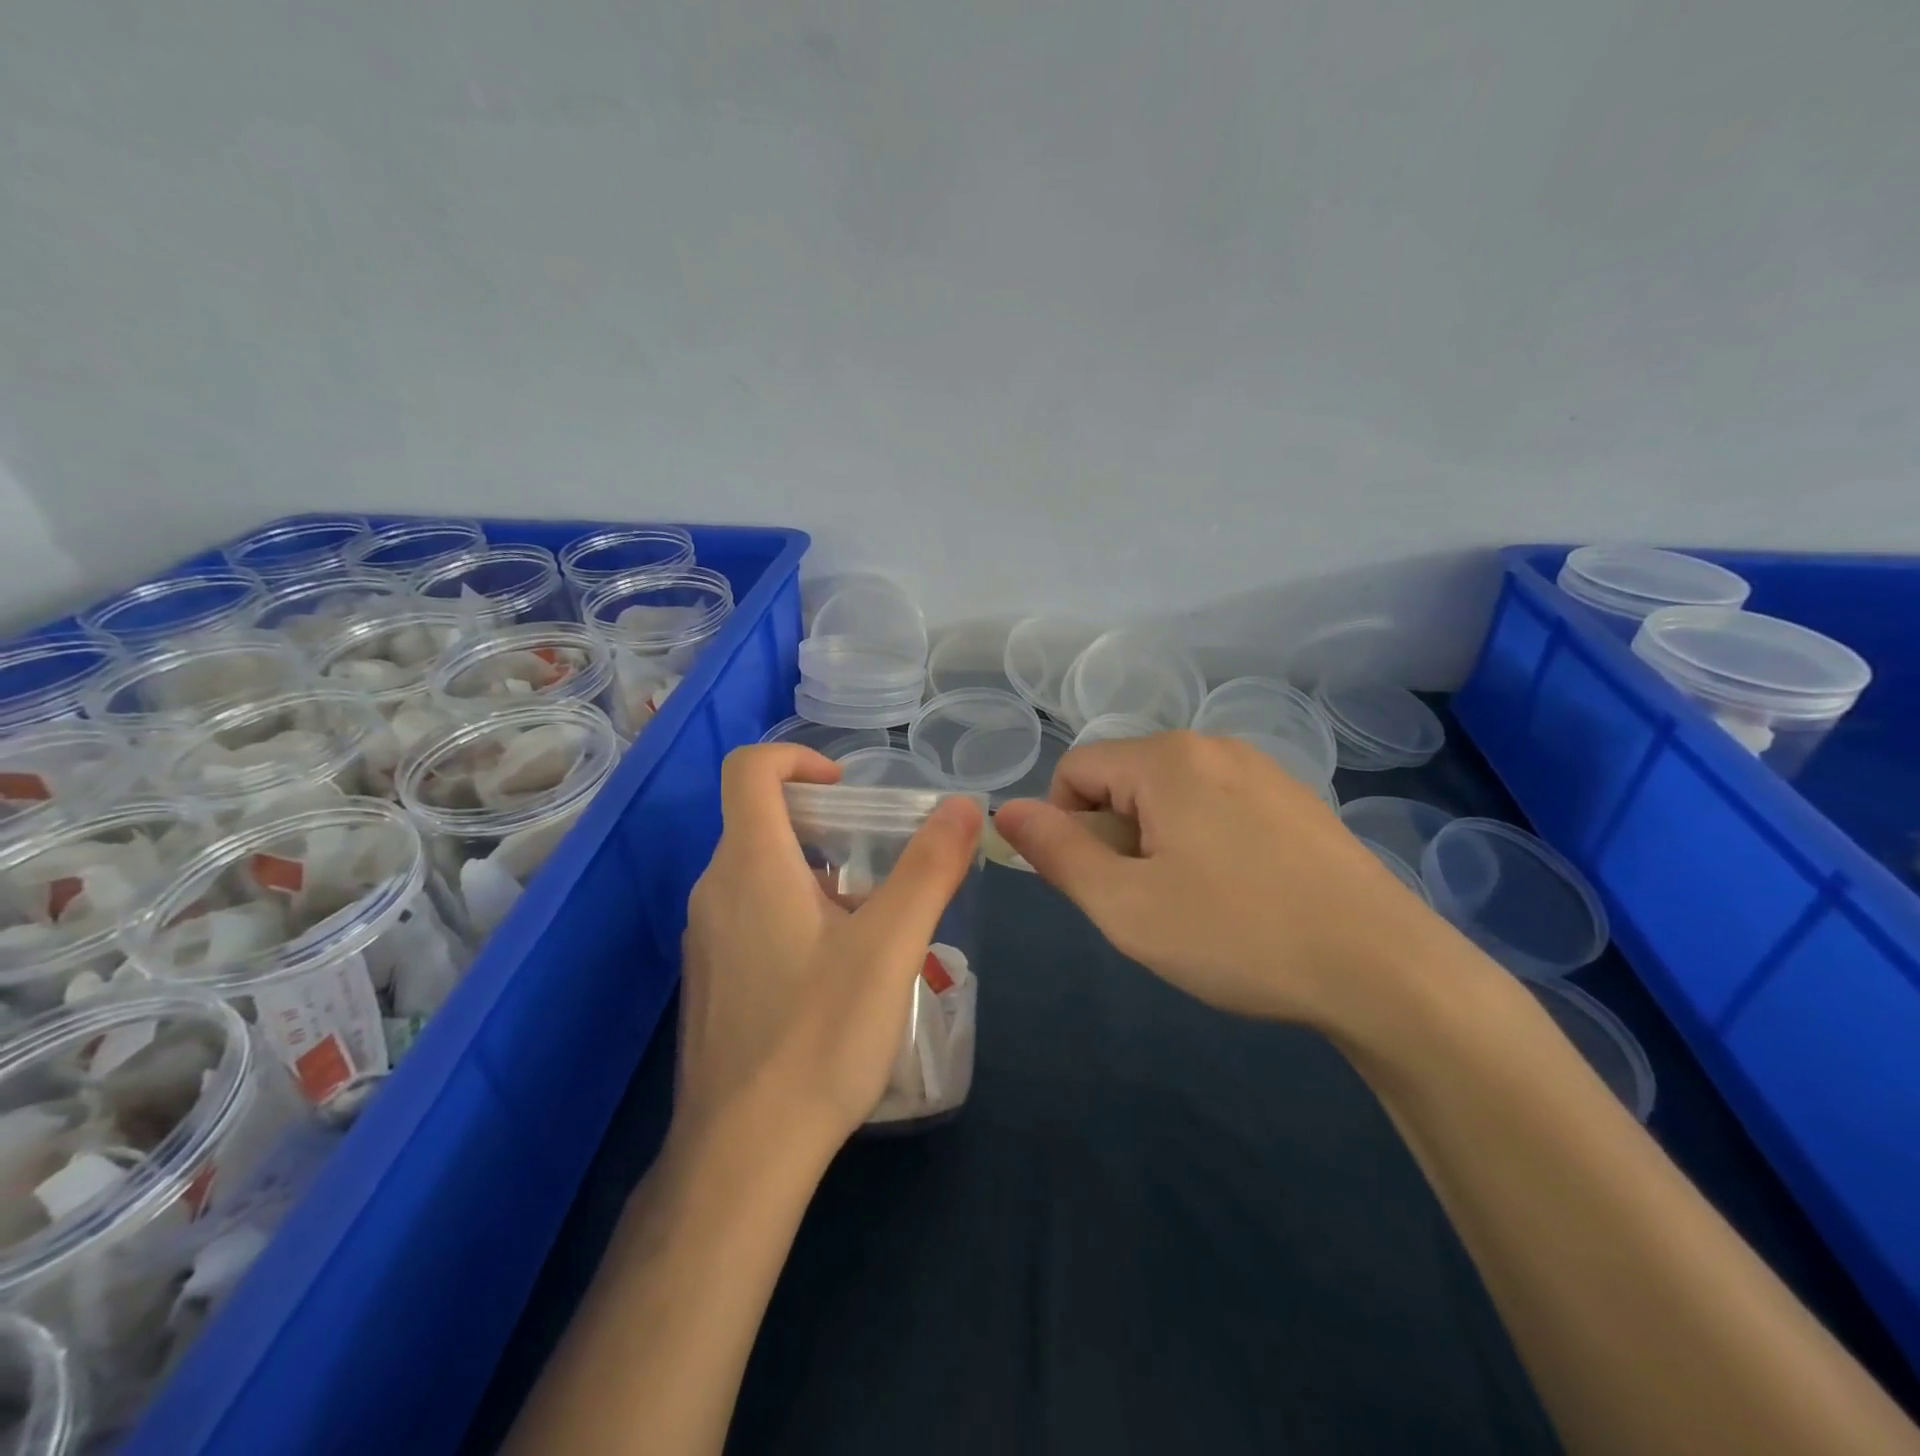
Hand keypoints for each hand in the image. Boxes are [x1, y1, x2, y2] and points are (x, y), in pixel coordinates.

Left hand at [677, 744, 983, 1154]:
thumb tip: (964, 806)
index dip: (797, 758)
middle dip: (824, 823)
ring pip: (758, 872)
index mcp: (750, 864)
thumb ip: (929, 869)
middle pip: (760, 820)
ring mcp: (705, 937)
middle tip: (878, 862)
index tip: (846, 788)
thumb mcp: (890, 946)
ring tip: (868, 921)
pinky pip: (749, 915)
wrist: (742, 1154)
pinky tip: (833, 971)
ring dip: (813, 872)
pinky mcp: (710, 977)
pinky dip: (792, 911)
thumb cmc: (819, 1037)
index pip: (748, 769)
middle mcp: (714, 889)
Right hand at [993, 732, 1433, 1028]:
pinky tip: (1238, 896)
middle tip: (1147, 904)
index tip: (1097, 886)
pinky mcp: (1295, 799)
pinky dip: (1202, 843)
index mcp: (1167, 759)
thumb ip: (1056, 852)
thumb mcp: (1125, 905)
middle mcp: (1213, 746)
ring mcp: (1262, 769)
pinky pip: (1216, 806)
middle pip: (1123, 781)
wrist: (1384, 969)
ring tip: (1193, 904)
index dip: (1064, 828)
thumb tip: (1005, 810)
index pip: (1075, 771)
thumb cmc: (1238, 935)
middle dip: (1114, 839)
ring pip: (1170, 796)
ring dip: (1156, 844)